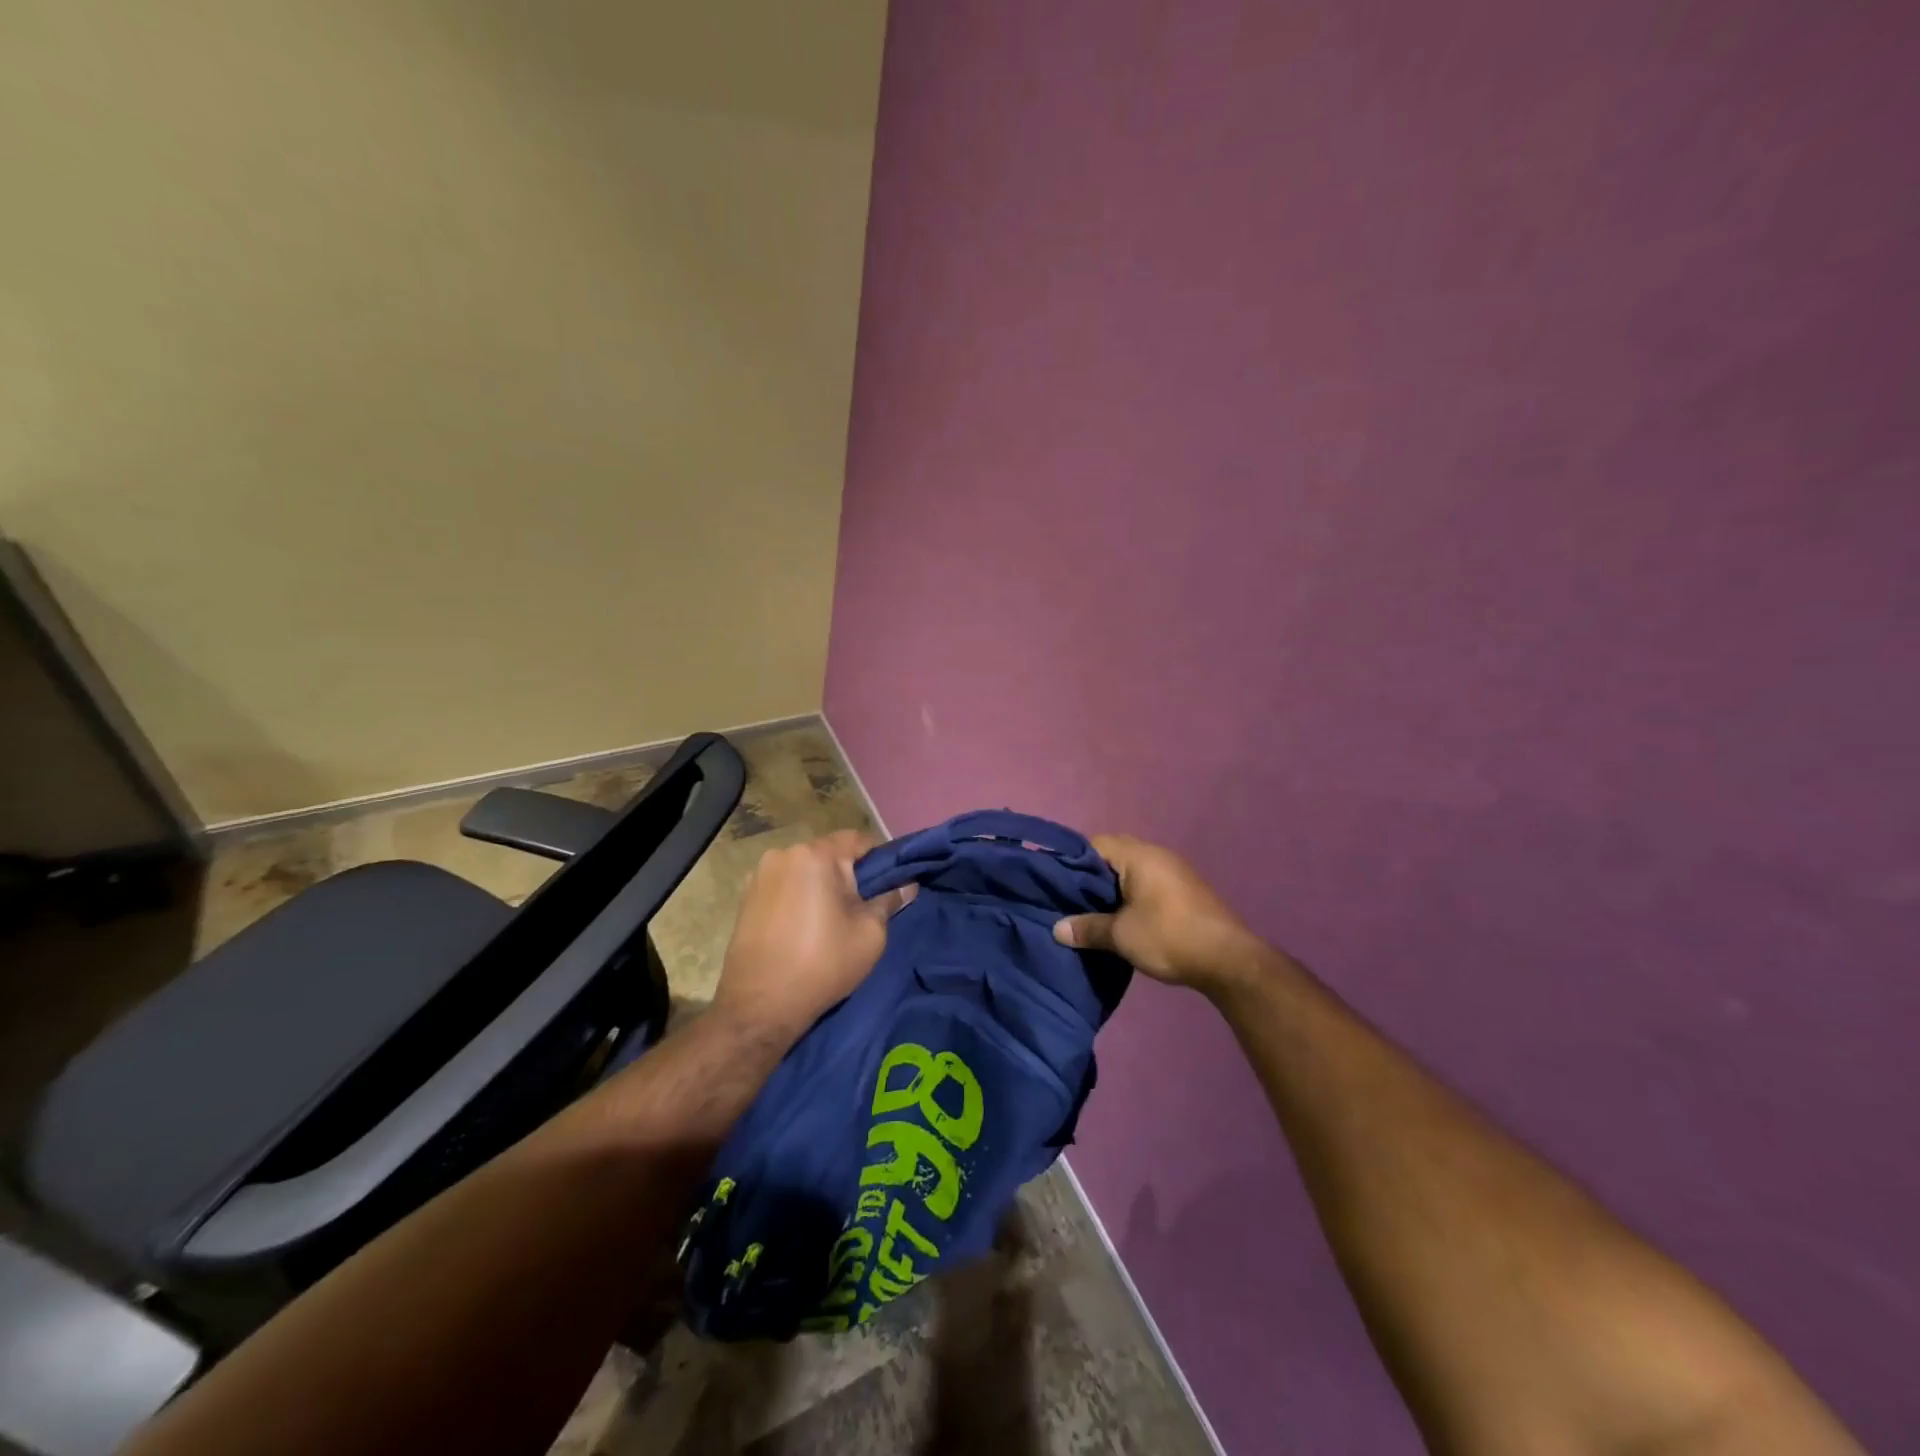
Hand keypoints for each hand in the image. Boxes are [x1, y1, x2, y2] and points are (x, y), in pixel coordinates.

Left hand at [711, 830, 913, 1042]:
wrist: (760, 1006)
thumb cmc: (822, 964)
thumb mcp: (870, 933)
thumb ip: (890, 900)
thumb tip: (907, 884)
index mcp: (815, 855)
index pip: (859, 839)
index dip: (880, 859)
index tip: (889, 885)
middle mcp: (784, 853)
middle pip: (830, 854)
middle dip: (849, 874)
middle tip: (864, 907)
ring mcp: (760, 874)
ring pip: (806, 870)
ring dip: (822, 886)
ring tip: (832, 921)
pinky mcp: (746, 896)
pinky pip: (786, 885)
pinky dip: (800, 897)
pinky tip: (805, 927)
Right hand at [1053, 834, 1279, 994]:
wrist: (1228, 960)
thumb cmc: (1169, 937)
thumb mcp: (1121, 936)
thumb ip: (1087, 929)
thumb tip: (1057, 930)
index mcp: (1138, 856)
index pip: (1094, 844)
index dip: (1071, 861)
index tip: (1054, 883)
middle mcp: (1156, 854)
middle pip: (1112, 854)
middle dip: (1090, 875)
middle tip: (1070, 898)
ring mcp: (1173, 871)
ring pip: (1130, 869)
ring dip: (1111, 886)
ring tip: (1091, 910)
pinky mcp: (1183, 889)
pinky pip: (1146, 882)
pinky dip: (1129, 894)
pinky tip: (1120, 916)